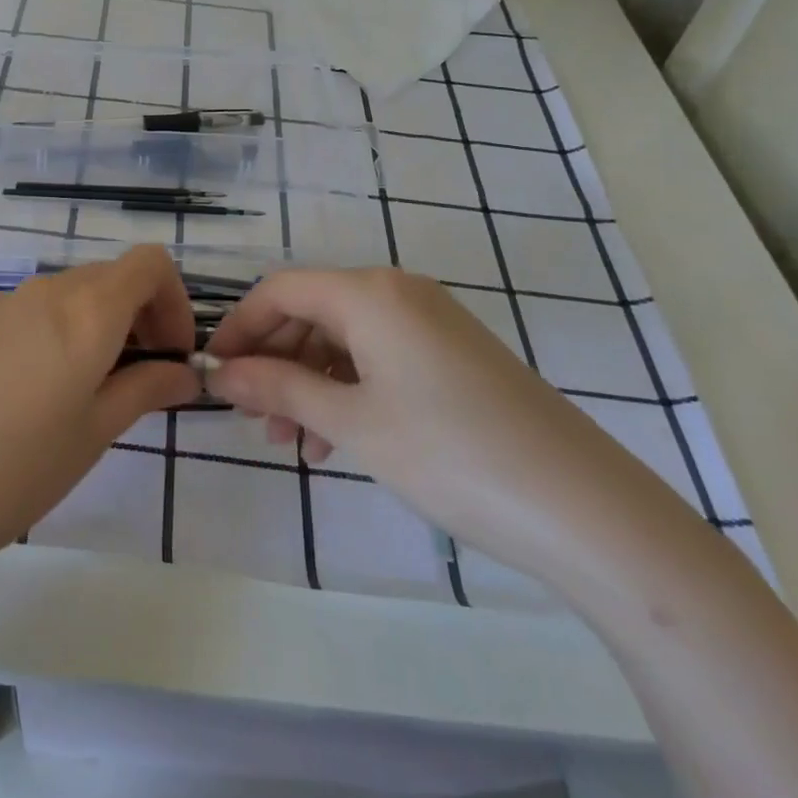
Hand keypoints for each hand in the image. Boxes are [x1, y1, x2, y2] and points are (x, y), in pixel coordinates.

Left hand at [0, 246, 198, 595]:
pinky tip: (17, 400)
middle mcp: (39, 291)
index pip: (148, 264)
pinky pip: (18, 315)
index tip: (169, 354)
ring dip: (88, 329)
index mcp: (83, 311)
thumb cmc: (10, 472)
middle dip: (135, 318)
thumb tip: (183, 373)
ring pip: (61, 298)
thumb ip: (144, 390)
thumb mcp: (91, 435)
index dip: (173, 301)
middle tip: (134, 380)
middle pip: (106, 279)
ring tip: (75, 397)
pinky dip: (44, 337)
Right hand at [204, 267, 688, 585]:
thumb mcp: (352, 422)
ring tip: (291, 442)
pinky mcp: (453, 356)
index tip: (213, 374)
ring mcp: (431, 323)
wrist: (583, 508)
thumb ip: (279, 388)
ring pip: (344, 339)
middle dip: (274, 361)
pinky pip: (379, 357)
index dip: (240, 328)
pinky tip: (336, 440)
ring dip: (308, 382)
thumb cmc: (450, 453)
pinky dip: (347, 390)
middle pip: (311, 311)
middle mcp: (398, 292)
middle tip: (251, 417)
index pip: (280, 290)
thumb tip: (222, 374)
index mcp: (370, 292)